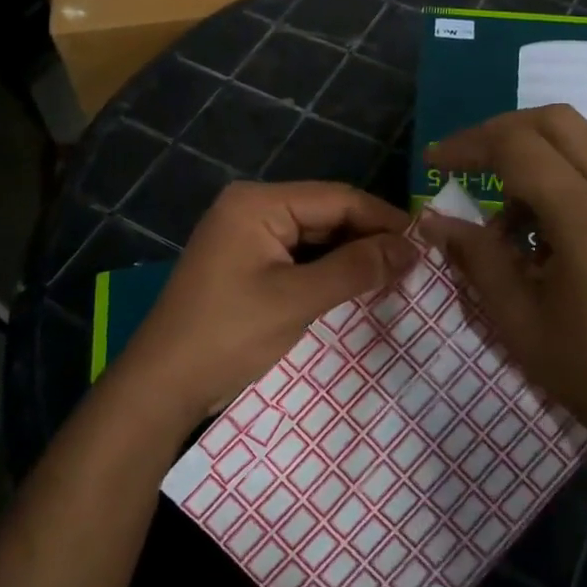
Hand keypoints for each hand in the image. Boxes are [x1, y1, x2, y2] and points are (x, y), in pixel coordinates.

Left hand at [119, 181, 415, 429]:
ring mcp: (247, 236)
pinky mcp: (247, 263)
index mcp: (258, 203)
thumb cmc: (228, 335)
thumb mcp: (297, 300)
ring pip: (315, 236)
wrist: (162, 387)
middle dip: (369, 238)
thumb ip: (355, 268)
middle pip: (326, 214)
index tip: (425, 243)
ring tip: (396, 275)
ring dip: (351, 256)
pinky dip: (328, 270)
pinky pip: (299, 256)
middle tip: (415, 264)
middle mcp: (252, 208)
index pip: (337, 198)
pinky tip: (358, 286)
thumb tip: (411, 248)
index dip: (383, 219)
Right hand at [420, 106, 586, 464]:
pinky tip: (539, 238)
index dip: (469, 145)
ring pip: (577, 143)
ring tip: (503, 226)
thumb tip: (436, 220)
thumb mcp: (518, 319)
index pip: (520, 147)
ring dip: (529, 162)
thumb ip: (476, 257)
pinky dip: (556, 183)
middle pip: (555, 121)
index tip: (433, 164)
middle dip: (500, 134)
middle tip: (466, 166)